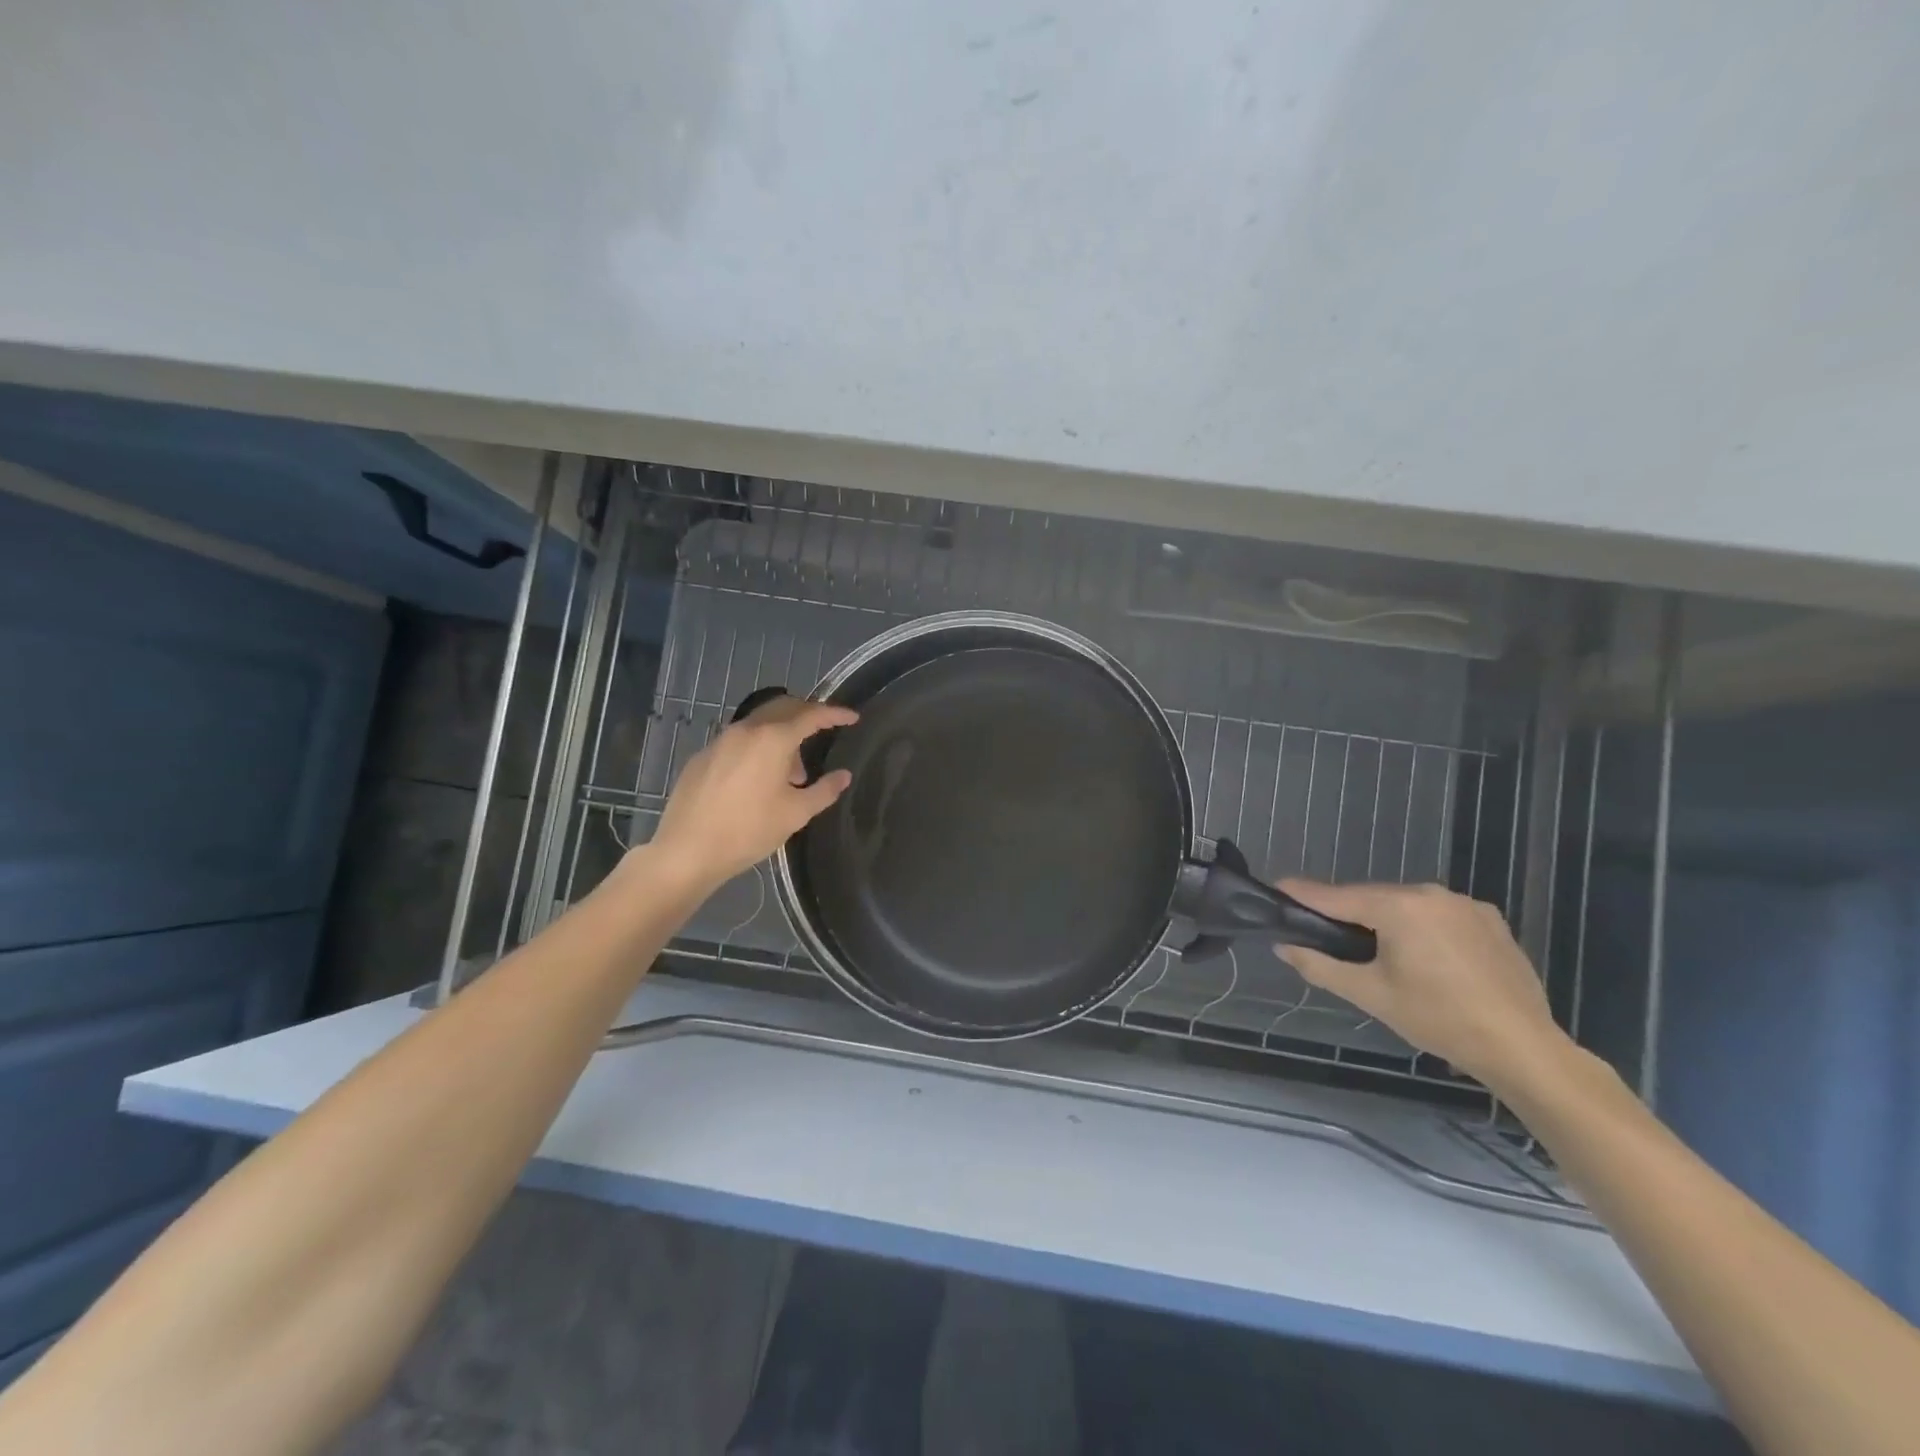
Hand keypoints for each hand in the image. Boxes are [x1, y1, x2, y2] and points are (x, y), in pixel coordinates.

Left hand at [649, 695, 857, 889]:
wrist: (687, 850)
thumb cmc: (748, 830)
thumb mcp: (795, 813)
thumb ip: (824, 790)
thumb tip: (844, 775)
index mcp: (773, 739)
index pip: (812, 715)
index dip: (835, 714)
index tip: (852, 717)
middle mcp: (746, 730)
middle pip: (783, 708)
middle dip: (807, 716)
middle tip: (824, 732)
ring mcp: (720, 741)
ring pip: (759, 724)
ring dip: (781, 735)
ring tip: (791, 772)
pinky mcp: (703, 756)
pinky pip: (739, 740)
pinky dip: (758, 747)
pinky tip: (758, 779)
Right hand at [1275, 881, 1569, 1090]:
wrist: (1523, 1048)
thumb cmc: (1438, 1020)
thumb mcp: (1370, 995)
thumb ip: (1320, 965)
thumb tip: (1283, 945)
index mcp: (1398, 907)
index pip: (1336, 896)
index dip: (1303, 894)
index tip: (1276, 888)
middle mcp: (1431, 893)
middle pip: (1373, 898)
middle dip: (1348, 914)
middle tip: (1327, 937)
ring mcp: (1465, 904)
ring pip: (1407, 905)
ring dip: (1386, 921)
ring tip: (1378, 953)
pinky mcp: (1490, 920)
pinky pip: (1439, 915)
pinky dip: (1421, 928)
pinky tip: (1425, 959)